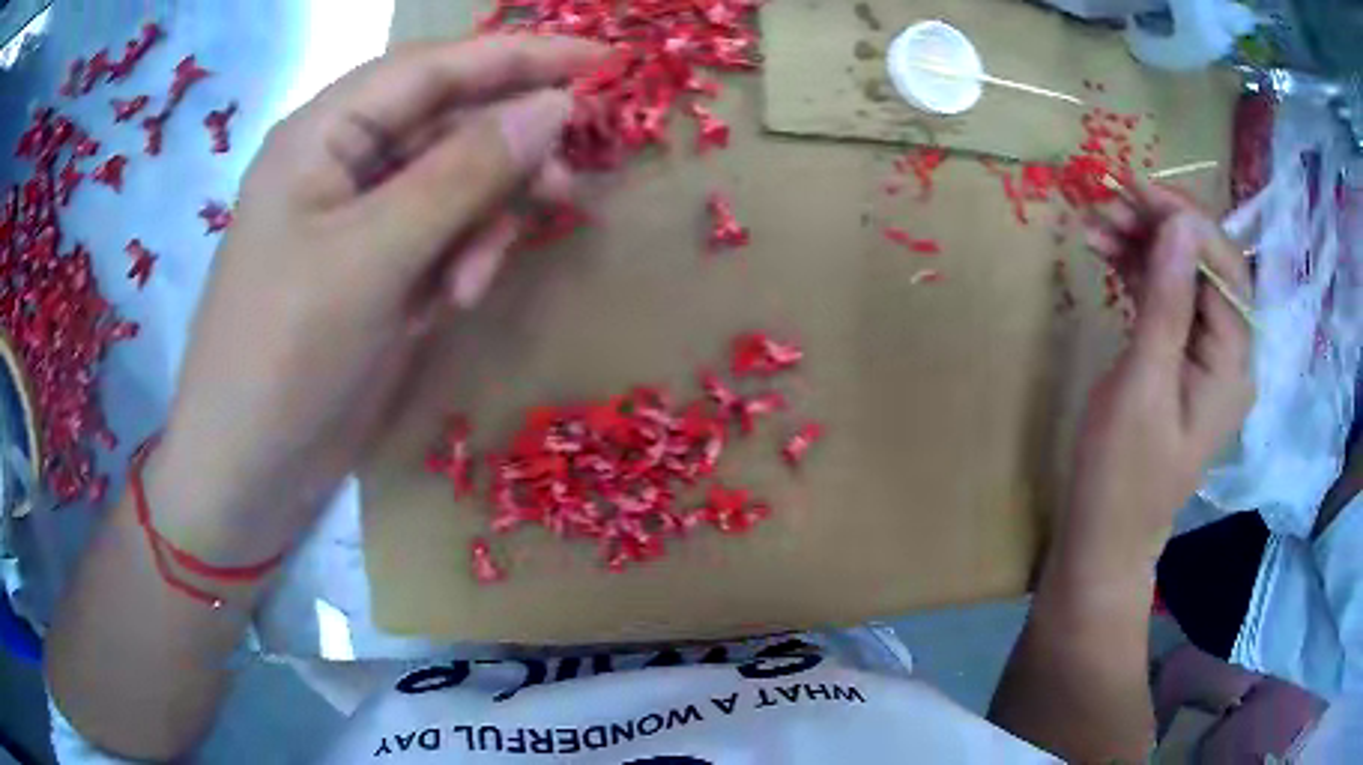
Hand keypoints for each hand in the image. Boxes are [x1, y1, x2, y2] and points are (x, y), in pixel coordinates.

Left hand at [147, 36, 606, 559]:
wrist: (248, 470)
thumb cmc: (285, 357)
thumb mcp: (373, 259)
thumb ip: (464, 174)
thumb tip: (554, 106)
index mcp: (323, 133)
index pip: (435, 68)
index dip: (521, 56)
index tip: (605, 60)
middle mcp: (343, 160)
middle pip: (449, 121)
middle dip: (506, 154)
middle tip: (563, 189)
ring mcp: (361, 216)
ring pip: (454, 182)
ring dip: (483, 221)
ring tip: (478, 277)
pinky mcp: (377, 266)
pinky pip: (443, 234)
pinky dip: (463, 258)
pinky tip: (456, 299)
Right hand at [1064, 183, 1254, 576]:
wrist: (1105, 535)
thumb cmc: (1122, 473)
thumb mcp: (1142, 385)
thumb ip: (1166, 303)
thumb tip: (1179, 225)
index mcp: (1234, 362)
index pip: (1225, 266)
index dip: (1186, 220)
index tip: (1135, 189)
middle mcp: (1229, 351)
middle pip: (1205, 265)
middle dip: (1161, 226)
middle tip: (1108, 201)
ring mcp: (1204, 355)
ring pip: (1182, 276)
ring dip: (1144, 243)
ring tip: (1097, 222)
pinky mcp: (1178, 359)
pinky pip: (1166, 299)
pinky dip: (1137, 270)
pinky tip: (1107, 251)